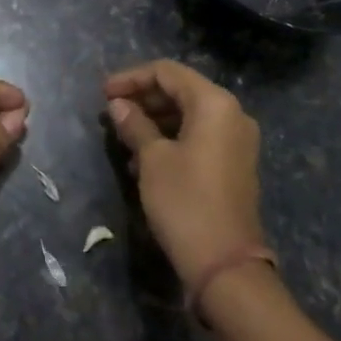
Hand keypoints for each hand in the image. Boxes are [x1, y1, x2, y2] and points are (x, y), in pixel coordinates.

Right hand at [104, 59, 265, 289]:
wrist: (226, 268)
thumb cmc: (185, 202)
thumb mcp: (152, 159)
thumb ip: (134, 124)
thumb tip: (118, 105)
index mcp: (214, 103)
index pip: (167, 72)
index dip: (132, 78)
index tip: (103, 93)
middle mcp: (232, 114)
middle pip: (180, 90)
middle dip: (143, 99)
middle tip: (111, 112)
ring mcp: (236, 141)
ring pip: (188, 115)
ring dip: (154, 120)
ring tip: (123, 136)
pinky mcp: (234, 165)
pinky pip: (198, 136)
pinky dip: (171, 138)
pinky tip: (142, 158)